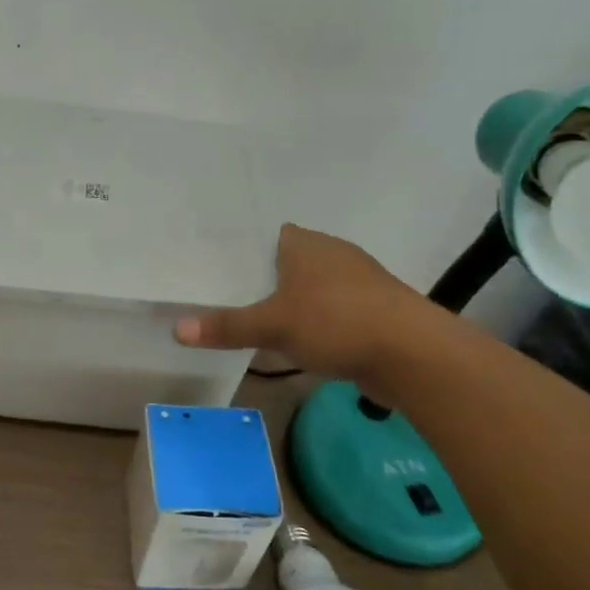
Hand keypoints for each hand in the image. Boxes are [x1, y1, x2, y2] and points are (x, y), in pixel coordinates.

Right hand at [174, 223, 446, 386]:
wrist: (412, 354)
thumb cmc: (336, 322)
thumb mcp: (273, 326)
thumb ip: (227, 326)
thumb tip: (177, 329)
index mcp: (306, 244)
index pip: (268, 235)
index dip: (244, 249)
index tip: (217, 267)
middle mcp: (332, 254)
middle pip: (288, 262)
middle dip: (264, 279)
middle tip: (226, 296)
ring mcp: (358, 282)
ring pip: (312, 288)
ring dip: (293, 303)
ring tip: (256, 320)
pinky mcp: (374, 311)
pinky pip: (333, 312)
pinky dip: (316, 323)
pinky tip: (299, 342)